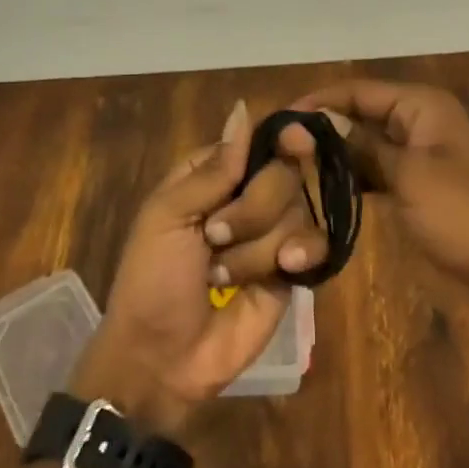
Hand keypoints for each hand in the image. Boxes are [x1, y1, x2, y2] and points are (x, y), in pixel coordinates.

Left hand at [72, 102, 321, 435]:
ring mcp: (273, 234)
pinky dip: (301, 254)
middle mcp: (248, 197)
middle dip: (252, 207)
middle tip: (215, 237)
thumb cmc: (152, 279)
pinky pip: (316, 245)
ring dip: (258, 245)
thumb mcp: (168, 215)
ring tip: (224, 275)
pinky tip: (286, 269)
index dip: (279, 139)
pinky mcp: (293, 271)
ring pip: (298, 210)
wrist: (162, 358)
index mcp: (213, 175)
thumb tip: (243, 108)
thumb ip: (214, 168)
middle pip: (284, 172)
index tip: (294, 141)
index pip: (258, 140)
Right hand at [286, 80, 468, 293]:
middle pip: (358, 114)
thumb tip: (309, 123)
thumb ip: (358, 146)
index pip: (356, 90)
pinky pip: (373, 171)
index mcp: (421, 106)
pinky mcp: (414, 187)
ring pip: (363, 145)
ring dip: (331, 154)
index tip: (275, 122)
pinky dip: (349, 177)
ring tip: (286, 168)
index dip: (316, 102)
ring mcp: (416, 156)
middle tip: (274, 150)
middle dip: (320, 128)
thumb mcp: (408, 175)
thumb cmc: (464, 216)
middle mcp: (417, 121)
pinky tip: (318, 189)